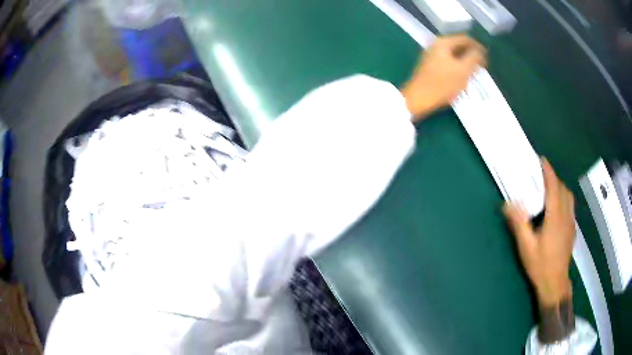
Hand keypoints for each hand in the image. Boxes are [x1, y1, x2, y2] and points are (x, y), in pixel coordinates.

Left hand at [401, 34, 486, 119]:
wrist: (418, 99)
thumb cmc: (442, 84)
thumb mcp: (463, 70)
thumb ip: (474, 57)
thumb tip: (480, 51)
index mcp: (443, 43)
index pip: (465, 39)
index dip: (479, 47)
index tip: (488, 58)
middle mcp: (436, 46)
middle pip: (459, 46)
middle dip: (472, 55)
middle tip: (483, 67)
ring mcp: (432, 56)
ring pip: (454, 56)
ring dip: (466, 63)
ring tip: (475, 74)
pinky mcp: (430, 67)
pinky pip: (449, 63)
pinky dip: (458, 68)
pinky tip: (463, 79)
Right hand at [503, 158, 575, 307]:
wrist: (555, 283)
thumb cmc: (540, 265)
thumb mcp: (526, 247)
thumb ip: (519, 224)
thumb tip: (508, 203)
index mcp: (555, 216)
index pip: (554, 186)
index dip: (548, 171)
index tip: (541, 160)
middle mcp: (566, 215)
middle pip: (563, 189)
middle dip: (553, 178)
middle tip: (541, 177)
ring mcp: (571, 223)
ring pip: (569, 197)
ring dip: (560, 188)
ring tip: (550, 190)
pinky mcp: (572, 230)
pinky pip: (570, 207)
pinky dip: (564, 199)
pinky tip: (557, 209)